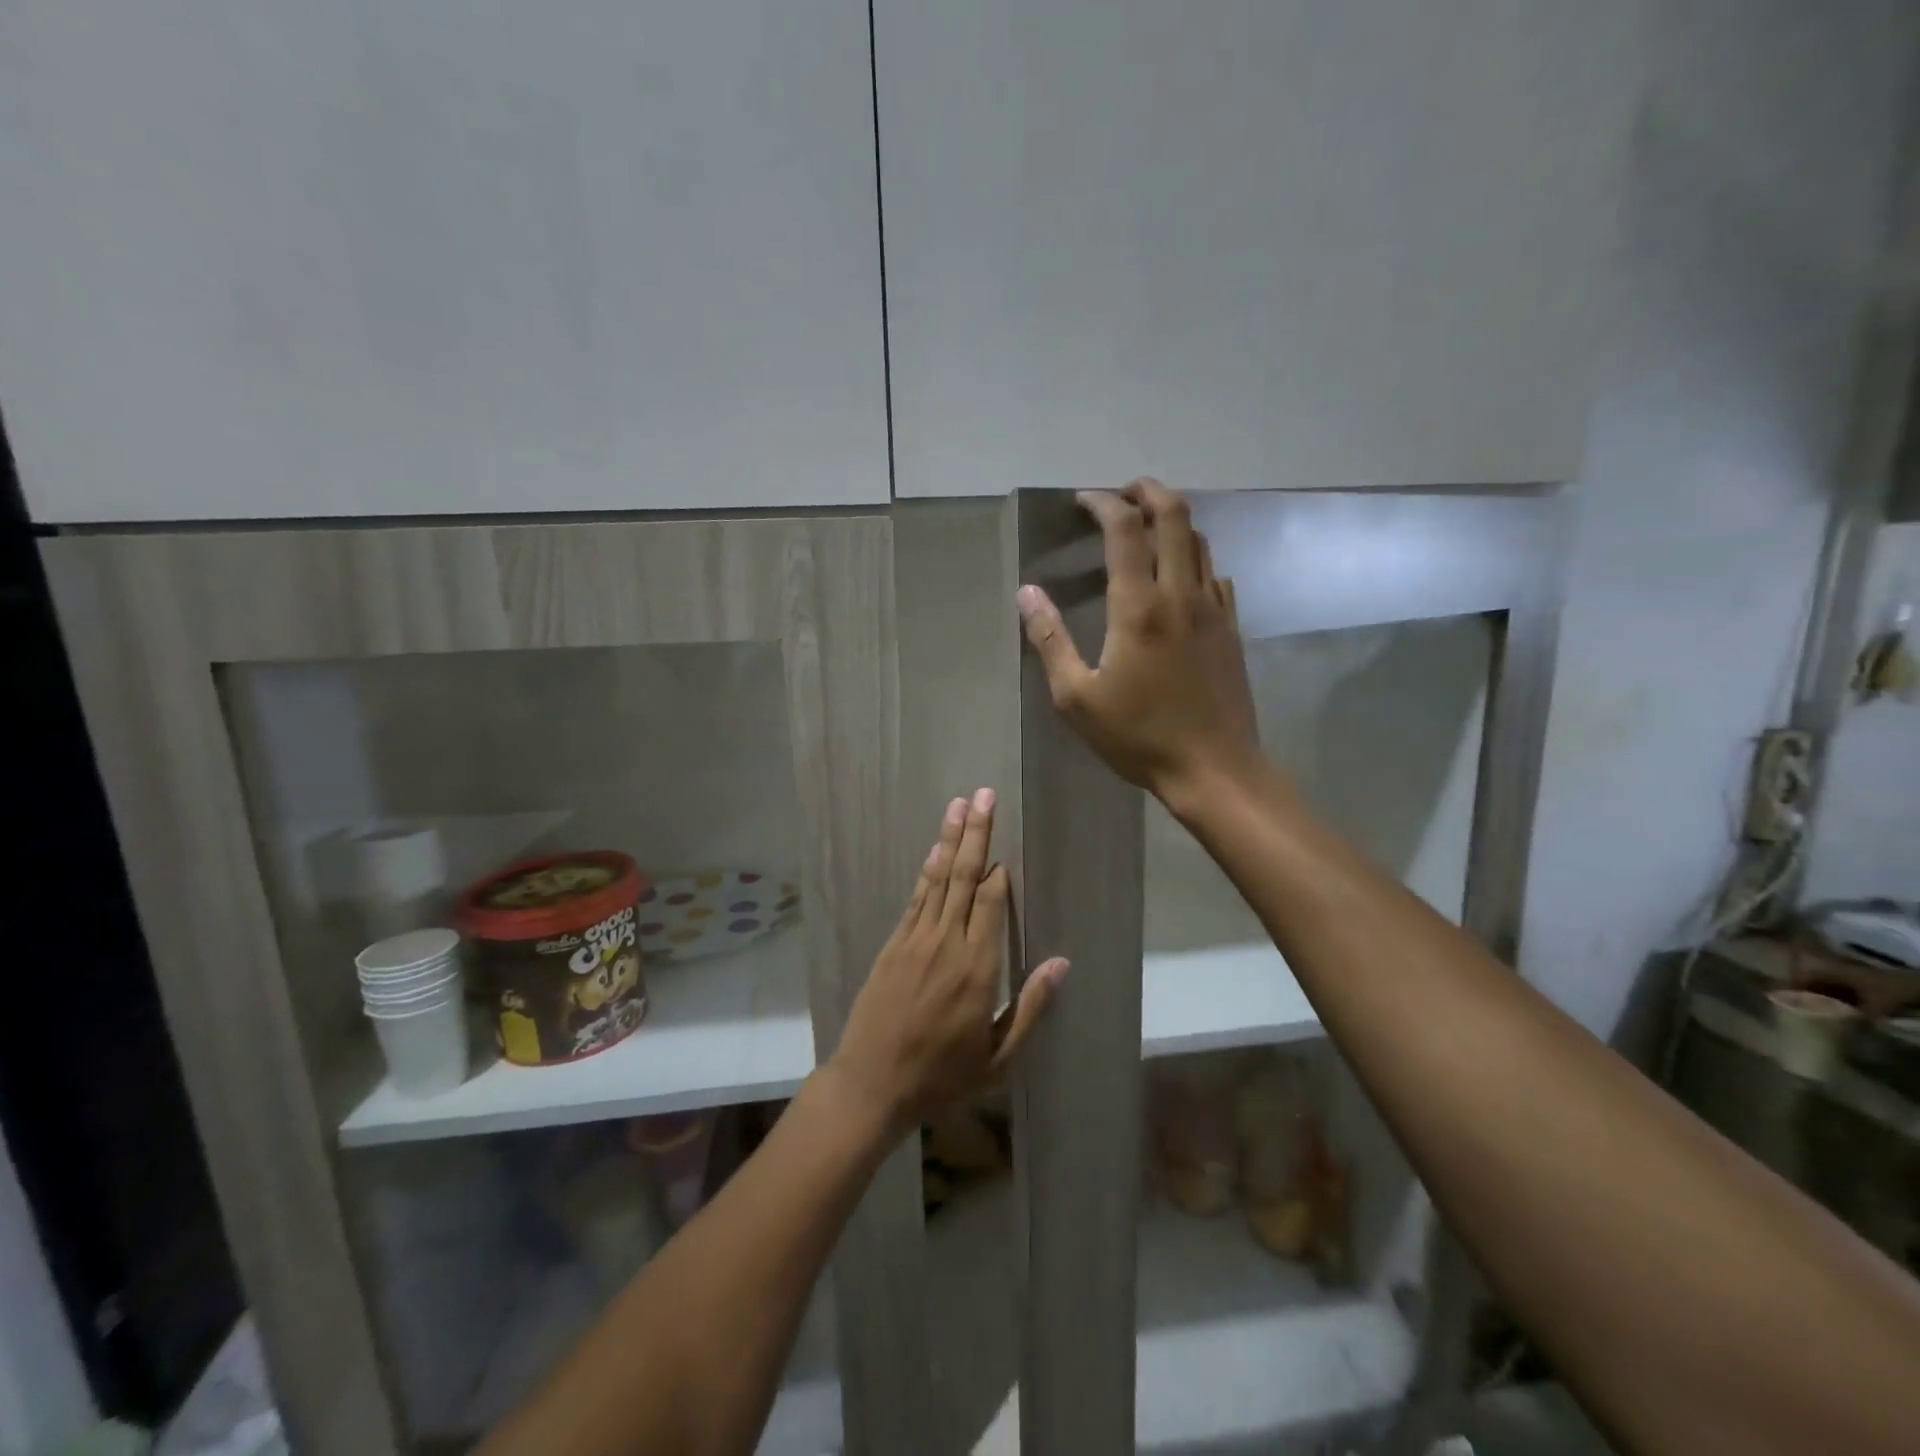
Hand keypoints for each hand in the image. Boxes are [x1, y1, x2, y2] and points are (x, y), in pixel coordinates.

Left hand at [829, 790, 1067, 1136]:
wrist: (871, 1084)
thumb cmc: (941, 1077)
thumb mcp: (998, 1057)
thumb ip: (1031, 1007)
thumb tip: (1061, 963)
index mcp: (978, 969)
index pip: (991, 904)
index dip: (999, 874)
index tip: (1007, 852)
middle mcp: (946, 943)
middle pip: (964, 877)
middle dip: (977, 834)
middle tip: (985, 795)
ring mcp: (915, 939)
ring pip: (938, 878)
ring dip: (950, 839)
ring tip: (960, 804)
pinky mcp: (893, 944)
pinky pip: (915, 898)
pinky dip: (926, 870)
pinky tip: (935, 849)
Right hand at [1017, 479, 1263, 805]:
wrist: (1213, 768)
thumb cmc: (1138, 737)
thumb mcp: (1076, 697)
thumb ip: (1050, 640)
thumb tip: (1027, 593)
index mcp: (1138, 607)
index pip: (1125, 530)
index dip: (1103, 503)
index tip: (1083, 500)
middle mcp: (1181, 594)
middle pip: (1175, 515)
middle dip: (1146, 491)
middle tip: (1121, 495)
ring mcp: (1213, 608)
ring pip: (1200, 540)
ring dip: (1172, 521)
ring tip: (1145, 528)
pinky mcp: (1230, 627)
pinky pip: (1214, 573)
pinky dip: (1193, 557)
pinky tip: (1177, 577)